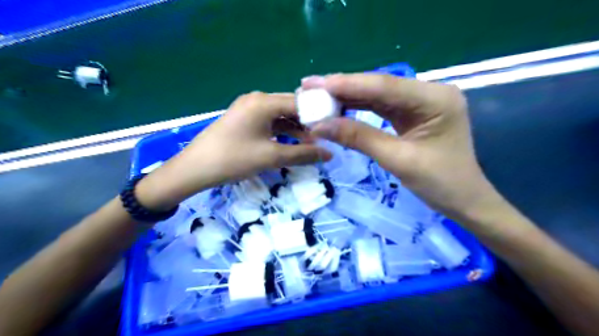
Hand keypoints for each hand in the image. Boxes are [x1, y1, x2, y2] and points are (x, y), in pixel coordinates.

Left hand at [137, 91, 331, 209]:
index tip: (334, 128)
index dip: (318, 115)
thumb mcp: (271, 157)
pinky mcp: (244, 120)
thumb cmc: (233, 159)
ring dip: (296, 128)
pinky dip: (282, 132)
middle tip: (325, 138)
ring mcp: (249, 109)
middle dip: (308, 123)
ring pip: (280, 116)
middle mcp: (257, 99)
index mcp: (263, 102)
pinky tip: (292, 142)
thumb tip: (330, 154)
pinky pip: (269, 122)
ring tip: (312, 144)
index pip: (300, 103)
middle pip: (290, 107)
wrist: (194, 169)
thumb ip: (303, 154)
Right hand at [305, 73, 496, 220]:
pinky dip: (358, 108)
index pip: (384, 86)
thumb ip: (359, 138)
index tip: (315, 84)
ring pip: (377, 96)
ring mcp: (420, 103)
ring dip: (347, 97)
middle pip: (379, 87)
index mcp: (435, 99)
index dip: (348, 85)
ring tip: (317, 96)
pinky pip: (381, 108)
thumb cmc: (440, 183)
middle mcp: (428, 93)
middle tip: (309, 87)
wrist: (464, 201)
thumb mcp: (397, 160)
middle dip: (343, 88)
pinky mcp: (412, 114)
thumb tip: (320, 125)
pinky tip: (337, 106)